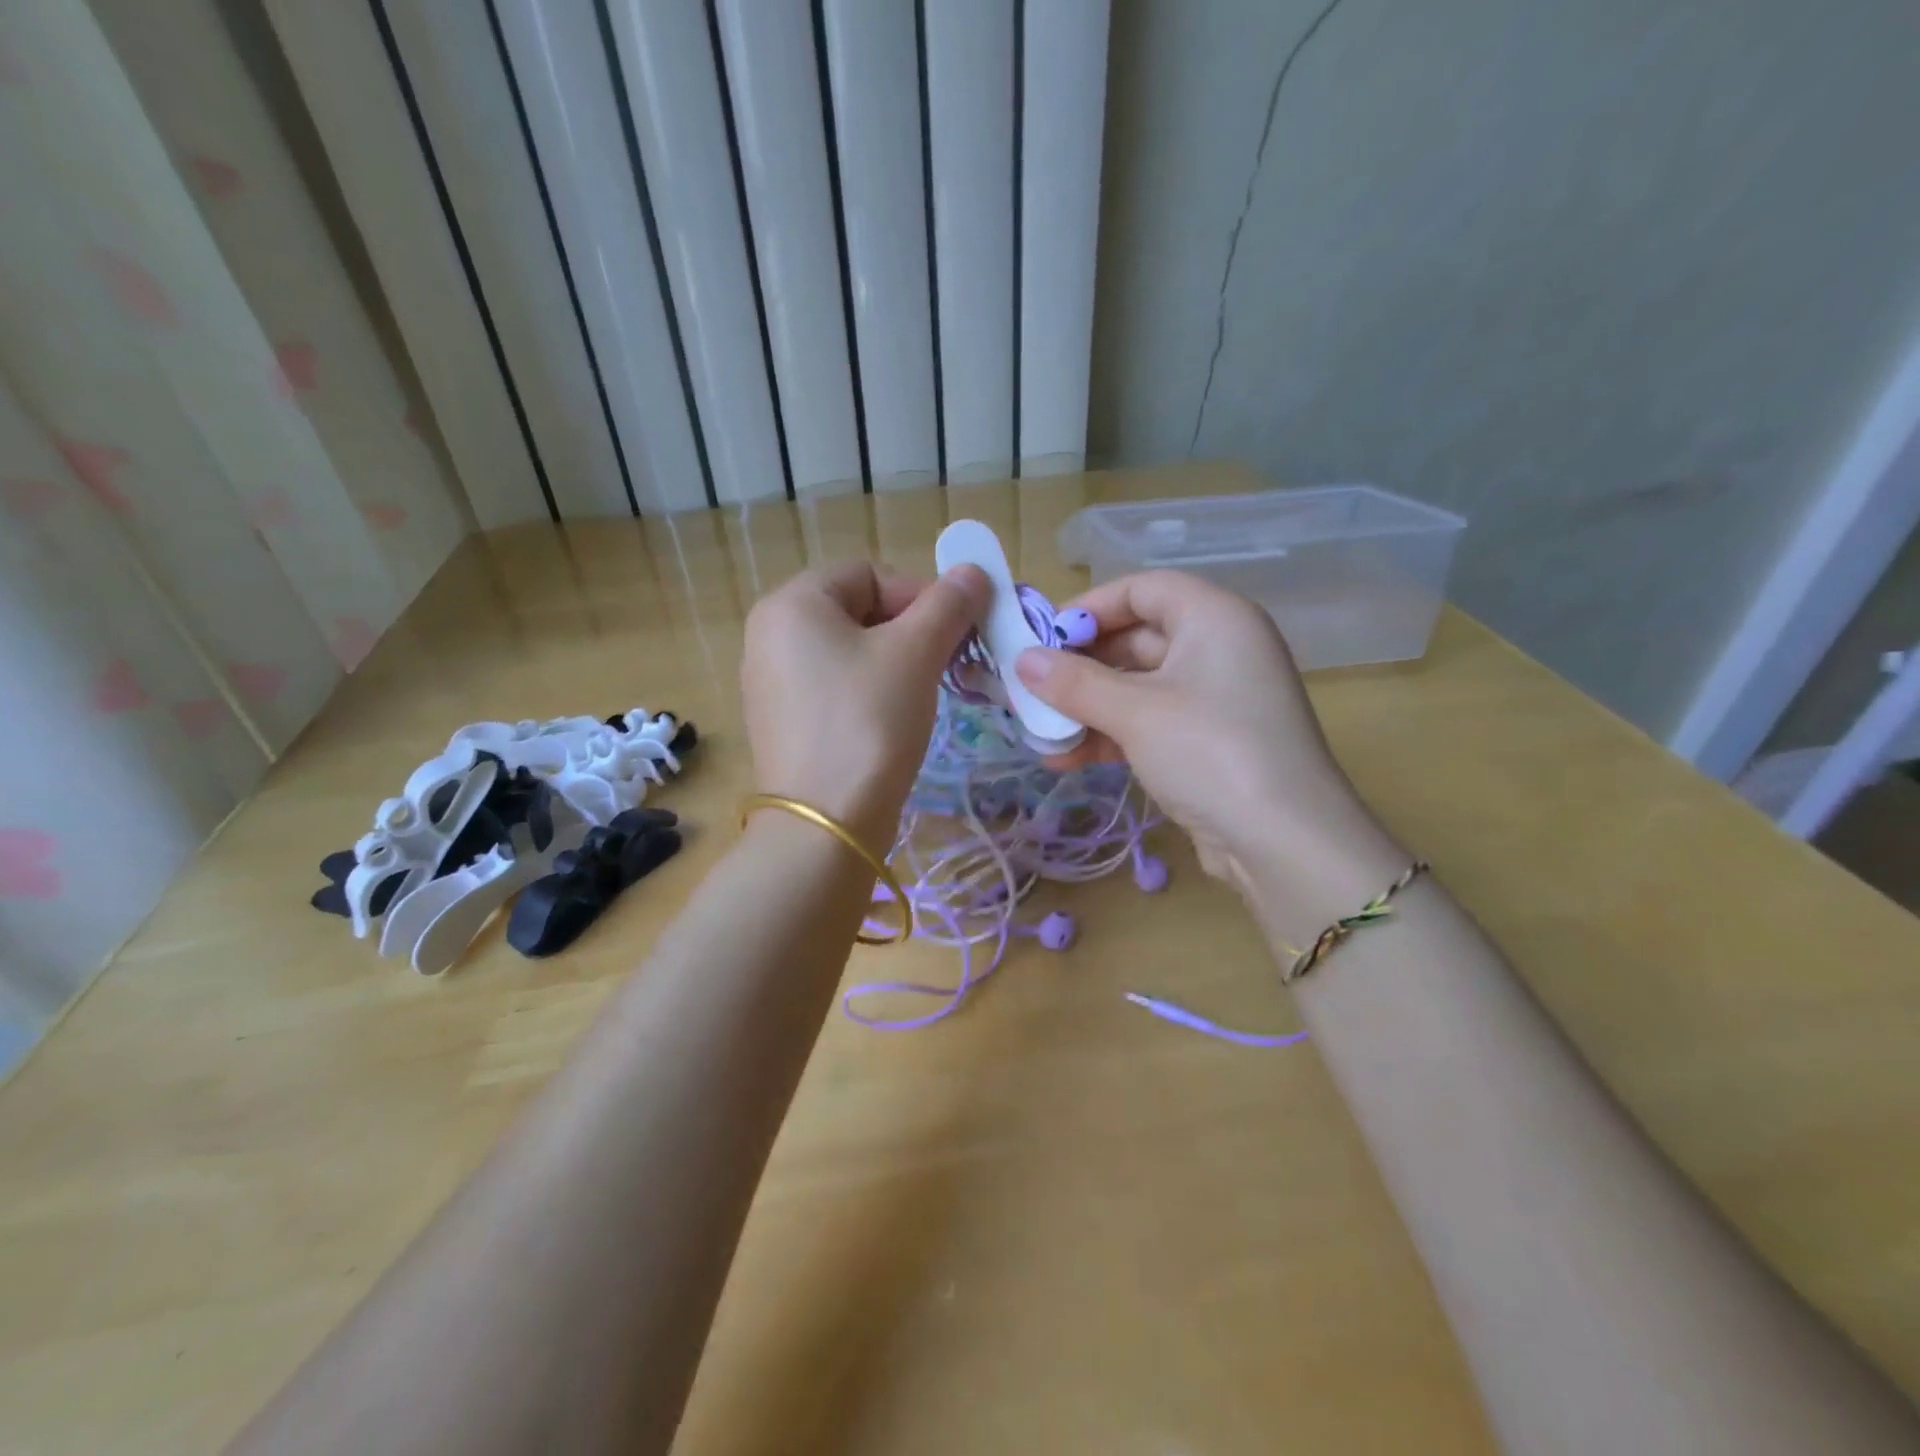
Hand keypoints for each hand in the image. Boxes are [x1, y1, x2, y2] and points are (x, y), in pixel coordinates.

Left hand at [742, 562, 988, 847]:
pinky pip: (835, 689)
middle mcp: (770, 636)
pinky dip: (870, 695)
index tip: (954, 633)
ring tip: (925, 695)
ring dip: (896, 664)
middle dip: (911, 632)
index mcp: (791, 604)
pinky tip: (893, 723)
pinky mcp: (783, 725)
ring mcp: (771, 684)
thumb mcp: (915, 653)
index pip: (868, 575)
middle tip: (947, 664)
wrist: (826, 824)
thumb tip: (974, 571)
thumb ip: (947, 604)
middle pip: (858, 612)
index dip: (919, 595)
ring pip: (849, 653)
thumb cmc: (868, 721)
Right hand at [1015, 571, 1406, 929]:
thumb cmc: (1209, 751)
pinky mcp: (1210, 741)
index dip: (1089, 608)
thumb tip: (1021, 660)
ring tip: (1042, 733)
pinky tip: (1068, 758)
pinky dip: (1112, 734)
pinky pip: (1151, 721)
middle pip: (1137, 638)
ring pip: (1139, 686)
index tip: (1043, 638)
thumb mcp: (1134, 712)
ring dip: (1089, 707)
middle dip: (1081, 666)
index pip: (1142, 589)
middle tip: (1032, 690)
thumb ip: (1074, 682)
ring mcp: (1217, 698)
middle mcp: (1220, 648)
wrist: (1283, 841)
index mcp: (1214, 617)